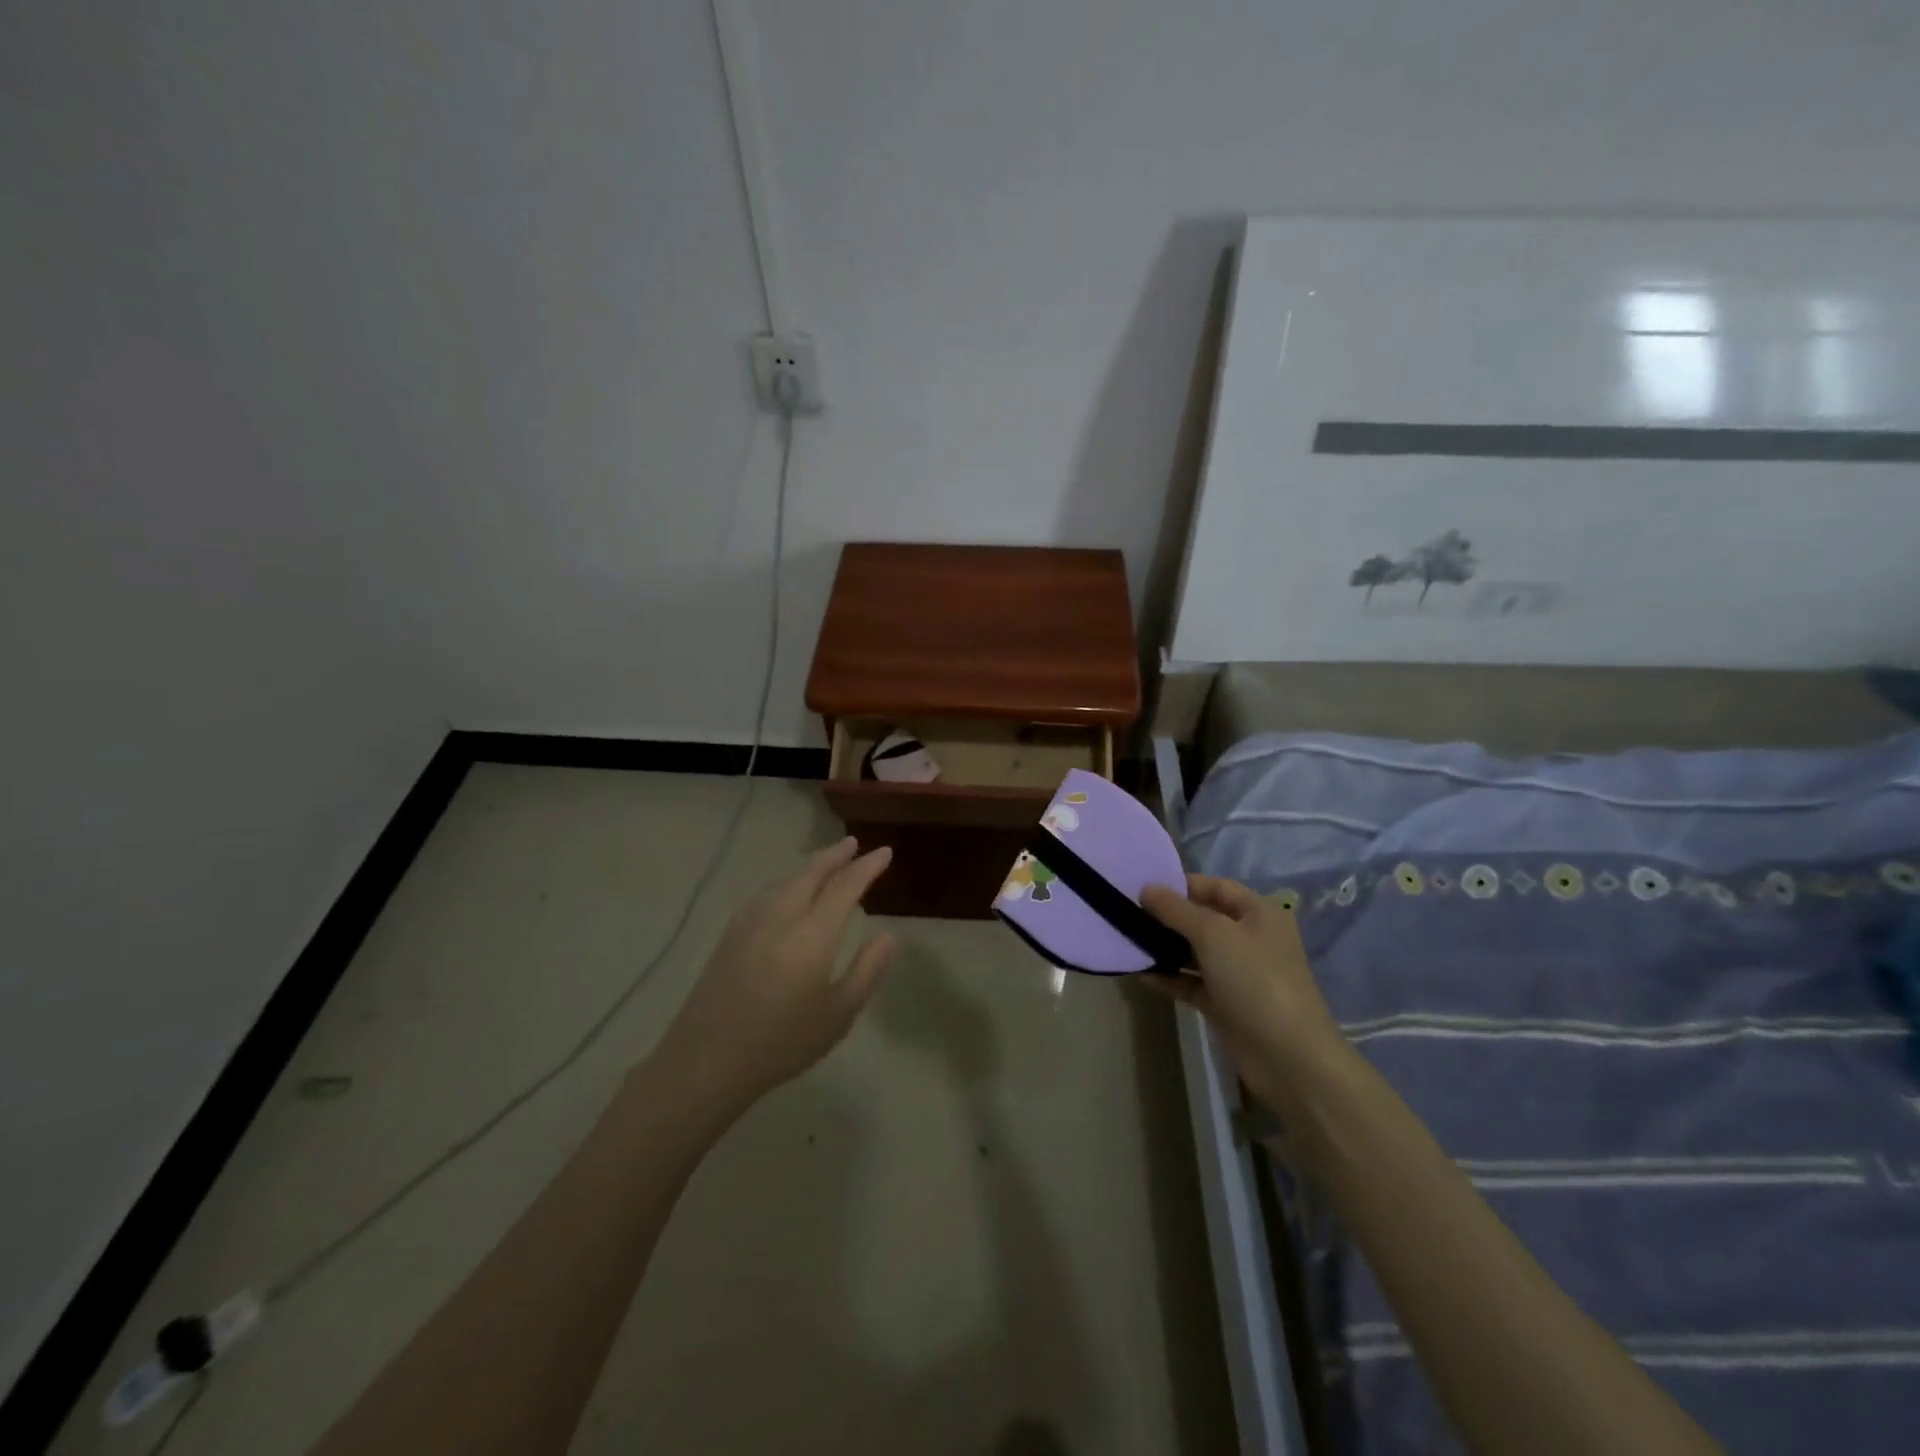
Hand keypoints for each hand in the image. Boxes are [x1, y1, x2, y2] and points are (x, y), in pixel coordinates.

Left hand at [656, 837, 897, 1113]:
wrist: (707, 1061)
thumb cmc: (783, 1042)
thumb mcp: (839, 1014)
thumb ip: (867, 969)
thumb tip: (888, 935)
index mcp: (812, 933)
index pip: (845, 886)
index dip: (867, 867)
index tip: (884, 852)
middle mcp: (781, 915)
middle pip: (811, 872)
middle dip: (835, 855)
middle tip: (854, 844)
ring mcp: (751, 921)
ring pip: (786, 879)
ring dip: (810, 865)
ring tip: (827, 861)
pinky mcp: (731, 933)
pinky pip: (768, 892)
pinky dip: (788, 880)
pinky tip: (789, 889)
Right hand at [1141, 874, 1349, 1115]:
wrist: (1289, 1057)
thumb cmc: (1255, 980)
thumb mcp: (1213, 934)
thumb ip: (1176, 909)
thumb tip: (1146, 888)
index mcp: (1259, 913)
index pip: (1216, 886)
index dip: (1181, 883)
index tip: (1143, 886)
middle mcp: (1251, 938)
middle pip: (1203, 918)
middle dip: (1168, 916)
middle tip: (1128, 912)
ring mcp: (1238, 973)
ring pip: (1195, 952)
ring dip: (1165, 947)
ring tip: (1128, 940)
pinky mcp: (1226, 1003)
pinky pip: (1192, 982)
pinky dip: (1170, 977)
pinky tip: (1141, 973)